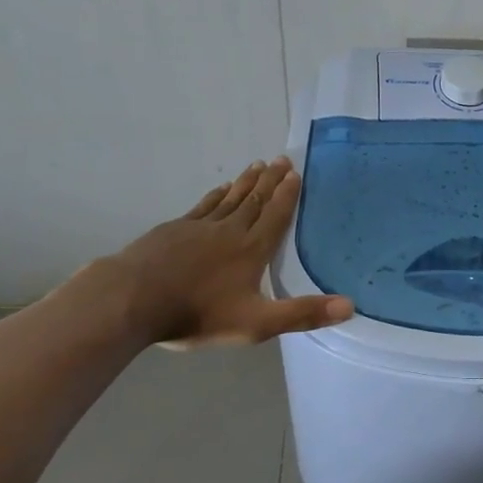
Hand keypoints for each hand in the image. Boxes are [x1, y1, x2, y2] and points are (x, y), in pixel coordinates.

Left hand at [105, 158, 352, 346]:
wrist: (132, 300)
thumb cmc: (198, 313)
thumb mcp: (257, 323)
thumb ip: (302, 314)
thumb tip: (350, 306)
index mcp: (252, 250)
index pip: (275, 216)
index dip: (287, 195)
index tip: (296, 173)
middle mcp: (229, 231)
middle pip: (254, 200)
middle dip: (270, 181)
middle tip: (282, 159)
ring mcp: (198, 227)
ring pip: (229, 198)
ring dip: (246, 182)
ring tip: (257, 165)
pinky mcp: (173, 230)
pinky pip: (203, 206)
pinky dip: (216, 195)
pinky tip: (219, 189)